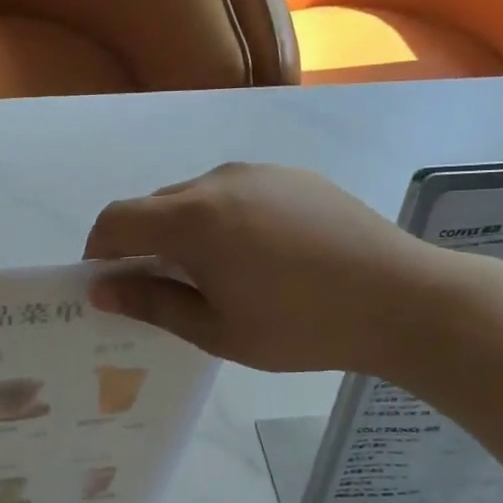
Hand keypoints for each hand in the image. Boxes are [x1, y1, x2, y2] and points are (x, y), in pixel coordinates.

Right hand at [83, 163, 453, 373]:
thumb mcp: (216, 329)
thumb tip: (100, 289)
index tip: (108, 284)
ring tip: (218, 276)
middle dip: (144, 244)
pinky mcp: (292, 176)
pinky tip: (260, 257)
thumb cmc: (301, 326)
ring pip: (196, 197)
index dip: (99, 250)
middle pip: (155, 206)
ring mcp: (260, 173)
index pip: (117, 219)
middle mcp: (219, 180)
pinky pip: (236, 192)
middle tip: (165, 290)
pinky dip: (224, 220)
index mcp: (193, 218)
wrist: (403, 299)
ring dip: (185, 231)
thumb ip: (151, 303)